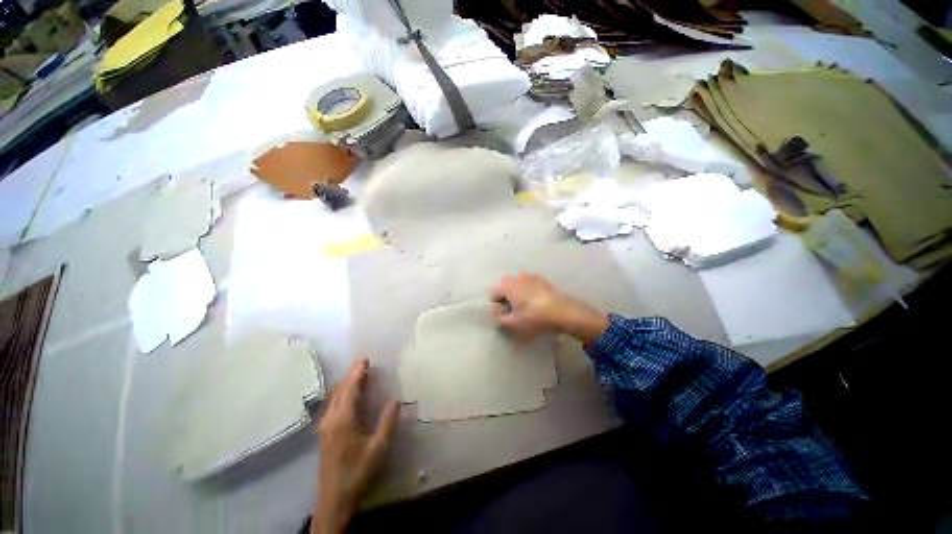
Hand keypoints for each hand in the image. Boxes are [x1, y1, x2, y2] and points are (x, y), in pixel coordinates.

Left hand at [314, 359, 398, 533]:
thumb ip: (387, 422)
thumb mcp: (378, 448)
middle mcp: (330, 419)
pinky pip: (332, 405)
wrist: (334, 499)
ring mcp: (324, 426)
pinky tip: (349, 396)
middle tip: (364, 363)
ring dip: (346, 384)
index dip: (357, 373)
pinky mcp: (324, 433)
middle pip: (339, 390)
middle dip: (351, 375)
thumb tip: (396, 399)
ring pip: (334, 397)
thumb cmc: (358, 471)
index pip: (350, 389)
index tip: (365, 359)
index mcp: (343, 419)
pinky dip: (341, 394)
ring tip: (359, 375)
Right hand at [490, 273, 608, 344]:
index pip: (493, 293)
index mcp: (507, 285)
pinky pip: (530, 284)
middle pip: (505, 286)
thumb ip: (497, 317)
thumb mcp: (512, 324)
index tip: (506, 315)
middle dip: (506, 297)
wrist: (563, 312)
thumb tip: (495, 309)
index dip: (496, 305)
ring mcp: (531, 276)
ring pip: (518, 284)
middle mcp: (517, 277)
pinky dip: (530, 291)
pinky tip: (537, 303)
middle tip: (515, 311)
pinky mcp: (543, 280)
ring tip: (527, 307)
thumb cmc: (533, 318)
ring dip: (518, 293)